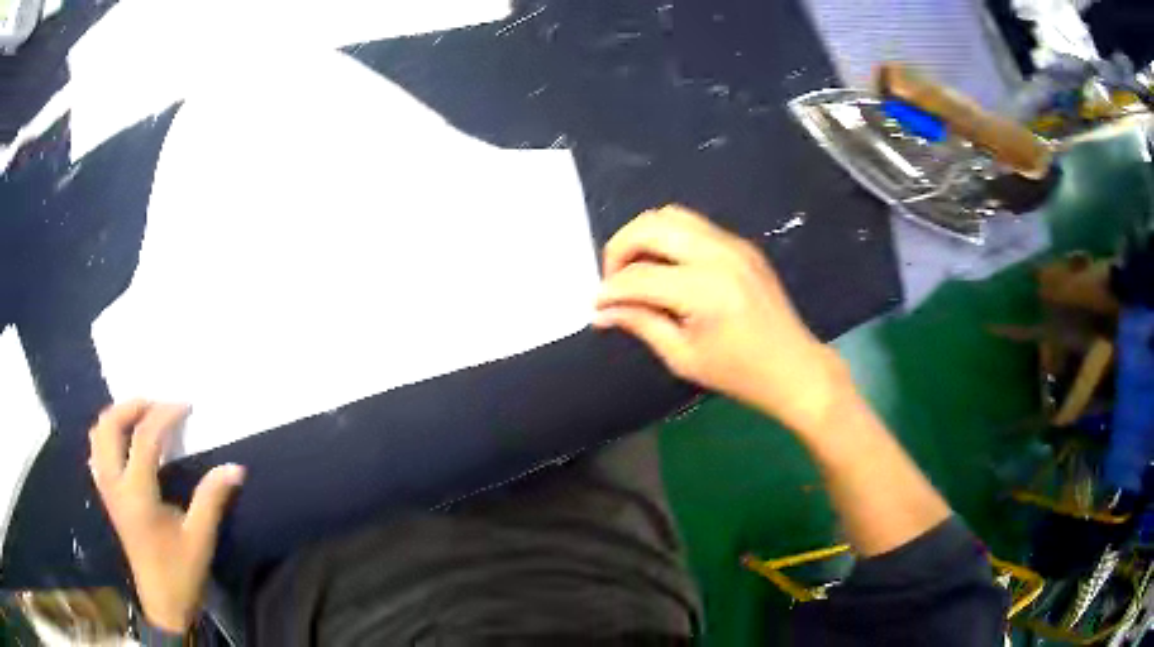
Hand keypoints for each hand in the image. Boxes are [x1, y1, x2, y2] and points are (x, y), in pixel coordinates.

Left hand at [89, 401, 244, 633]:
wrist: (162, 603)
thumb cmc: (181, 572)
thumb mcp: (200, 538)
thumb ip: (212, 499)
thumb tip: (235, 468)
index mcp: (137, 494)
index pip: (144, 437)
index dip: (164, 415)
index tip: (185, 405)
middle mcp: (115, 484)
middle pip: (110, 425)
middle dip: (132, 405)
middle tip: (157, 404)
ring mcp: (107, 489)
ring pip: (98, 434)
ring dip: (117, 416)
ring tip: (140, 416)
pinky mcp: (107, 495)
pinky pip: (97, 450)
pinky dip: (107, 434)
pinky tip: (124, 441)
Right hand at [594, 205, 848, 431]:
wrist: (794, 367)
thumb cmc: (739, 373)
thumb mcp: (683, 357)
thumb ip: (640, 324)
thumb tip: (601, 311)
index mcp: (703, 289)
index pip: (639, 276)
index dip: (610, 290)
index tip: (596, 306)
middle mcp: (717, 254)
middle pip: (651, 226)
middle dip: (620, 248)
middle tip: (612, 280)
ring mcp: (733, 244)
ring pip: (671, 215)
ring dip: (643, 236)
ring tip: (635, 269)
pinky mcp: (741, 244)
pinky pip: (694, 225)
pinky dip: (668, 237)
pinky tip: (665, 267)